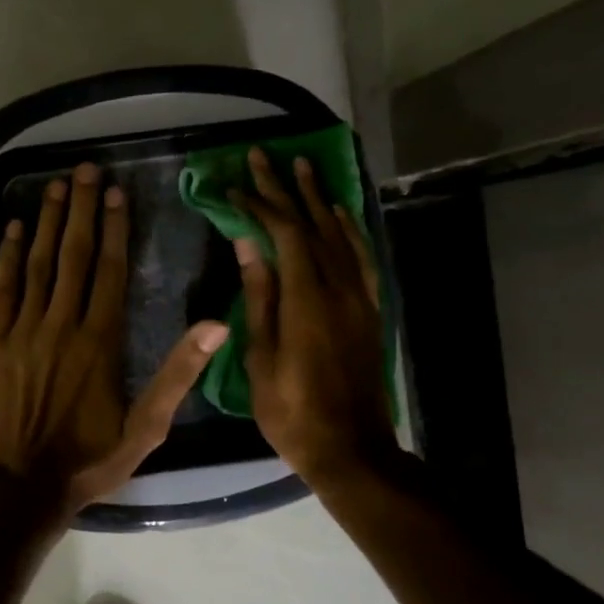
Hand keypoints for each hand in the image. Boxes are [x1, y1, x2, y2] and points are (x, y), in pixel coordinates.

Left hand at [0, 163, 227, 514]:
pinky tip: (13, 229)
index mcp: (101, 341)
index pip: (111, 270)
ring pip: (39, 264)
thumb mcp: (146, 428)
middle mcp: (62, 325)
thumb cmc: (90, 460)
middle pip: (75, 256)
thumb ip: (178, 375)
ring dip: (48, 223)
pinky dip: (8, 257)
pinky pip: (2, 290)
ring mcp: (24, 331)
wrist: (23, 486)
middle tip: (83, 169)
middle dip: (81, 210)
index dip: (115, 228)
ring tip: (55, 186)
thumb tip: (215, 325)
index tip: (115, 192)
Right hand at [231, 147, 394, 484]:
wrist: (351, 447)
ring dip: (319, 198)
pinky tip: (339, 214)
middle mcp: (339, 287)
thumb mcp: (261, 357)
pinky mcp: (370, 309)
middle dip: (285, 188)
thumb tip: (248, 245)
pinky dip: (349, 229)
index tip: (233, 186)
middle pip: (311, 224)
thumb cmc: (292, 410)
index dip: (258, 205)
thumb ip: (259, 297)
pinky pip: (363, 257)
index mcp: (307, 298)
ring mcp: (360, 297)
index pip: (283, 234)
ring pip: (340, 234)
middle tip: (264, 155)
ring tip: (303, 167)